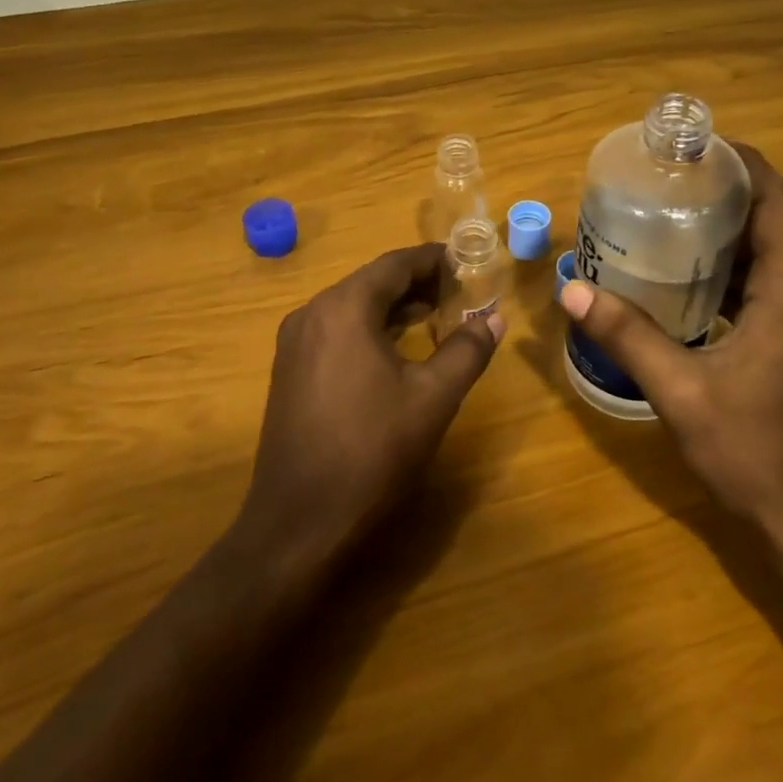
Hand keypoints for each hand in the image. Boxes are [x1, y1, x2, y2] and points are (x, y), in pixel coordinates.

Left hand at [237, 244, 504, 570]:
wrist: (300, 521)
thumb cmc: (372, 451)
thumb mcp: (433, 398)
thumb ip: (467, 350)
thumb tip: (493, 318)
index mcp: (343, 309)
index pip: (395, 265)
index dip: (433, 260)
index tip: (466, 261)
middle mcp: (312, 314)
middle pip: (371, 282)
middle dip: (416, 282)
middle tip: (459, 290)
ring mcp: (294, 344)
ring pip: (352, 307)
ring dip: (393, 306)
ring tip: (435, 315)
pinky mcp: (289, 371)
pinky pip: (336, 331)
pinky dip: (370, 328)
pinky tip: (395, 348)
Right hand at [558, 144, 782, 550]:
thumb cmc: (752, 449)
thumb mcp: (679, 390)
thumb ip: (626, 335)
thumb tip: (571, 289)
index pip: (780, 203)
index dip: (748, 164)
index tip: (702, 144)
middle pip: (773, 222)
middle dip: (727, 192)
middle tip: (668, 177)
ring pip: (767, 255)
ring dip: (726, 231)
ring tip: (668, 215)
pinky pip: (762, 286)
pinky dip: (728, 269)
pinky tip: (683, 278)